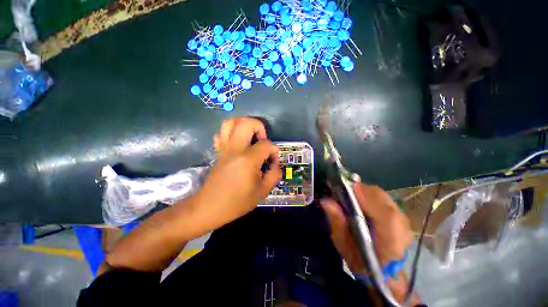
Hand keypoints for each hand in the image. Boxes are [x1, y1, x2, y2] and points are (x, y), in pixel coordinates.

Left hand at [193, 118, 279, 230]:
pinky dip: (231, 131)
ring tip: (251, 135)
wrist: (210, 207)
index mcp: (248, 159)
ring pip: (231, 122)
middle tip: (262, 139)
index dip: (274, 150)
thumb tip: (274, 161)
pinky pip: (222, 132)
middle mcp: (235, 149)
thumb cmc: (237, 201)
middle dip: (259, 126)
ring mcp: (224, 148)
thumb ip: (274, 173)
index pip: (266, 144)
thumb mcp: (263, 191)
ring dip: (244, 124)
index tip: (273, 160)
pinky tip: (238, 141)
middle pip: (247, 123)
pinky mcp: (218, 150)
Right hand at [320, 183, 412, 273]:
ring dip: (362, 192)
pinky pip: (382, 198)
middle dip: (357, 190)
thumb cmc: (362, 263)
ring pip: (379, 193)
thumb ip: (337, 223)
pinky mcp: (401, 215)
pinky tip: (360, 202)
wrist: (386, 273)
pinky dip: (368, 195)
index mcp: (389, 238)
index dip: (359, 193)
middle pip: (377, 194)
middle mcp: (400, 224)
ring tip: (349, 197)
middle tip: (341, 192)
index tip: (339, 188)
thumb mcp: (344, 246)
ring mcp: (403, 218)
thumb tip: (326, 201)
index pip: (377, 205)